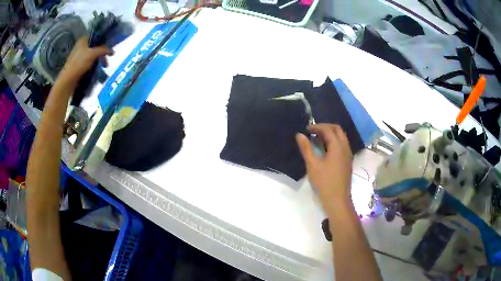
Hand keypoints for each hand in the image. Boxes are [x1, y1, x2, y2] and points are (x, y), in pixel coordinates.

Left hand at [58, 36, 112, 83]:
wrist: (68, 81)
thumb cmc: (79, 64)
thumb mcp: (93, 54)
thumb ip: (103, 50)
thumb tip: (112, 50)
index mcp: (83, 40)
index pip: (96, 36)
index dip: (104, 41)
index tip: (109, 47)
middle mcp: (81, 46)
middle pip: (95, 47)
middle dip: (102, 53)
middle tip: (107, 59)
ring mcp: (79, 56)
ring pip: (92, 55)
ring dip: (99, 60)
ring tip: (104, 67)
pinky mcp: (78, 65)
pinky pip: (89, 63)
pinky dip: (94, 65)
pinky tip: (97, 70)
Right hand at [296, 124, 352, 207]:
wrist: (337, 200)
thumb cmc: (324, 182)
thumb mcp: (312, 165)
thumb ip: (306, 148)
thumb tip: (299, 135)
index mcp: (338, 146)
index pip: (328, 129)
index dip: (317, 127)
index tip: (306, 129)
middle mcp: (345, 147)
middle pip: (337, 130)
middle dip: (325, 127)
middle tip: (313, 131)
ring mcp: (348, 155)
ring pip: (341, 137)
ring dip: (330, 134)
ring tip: (317, 139)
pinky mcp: (347, 161)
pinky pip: (342, 145)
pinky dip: (333, 141)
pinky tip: (325, 149)